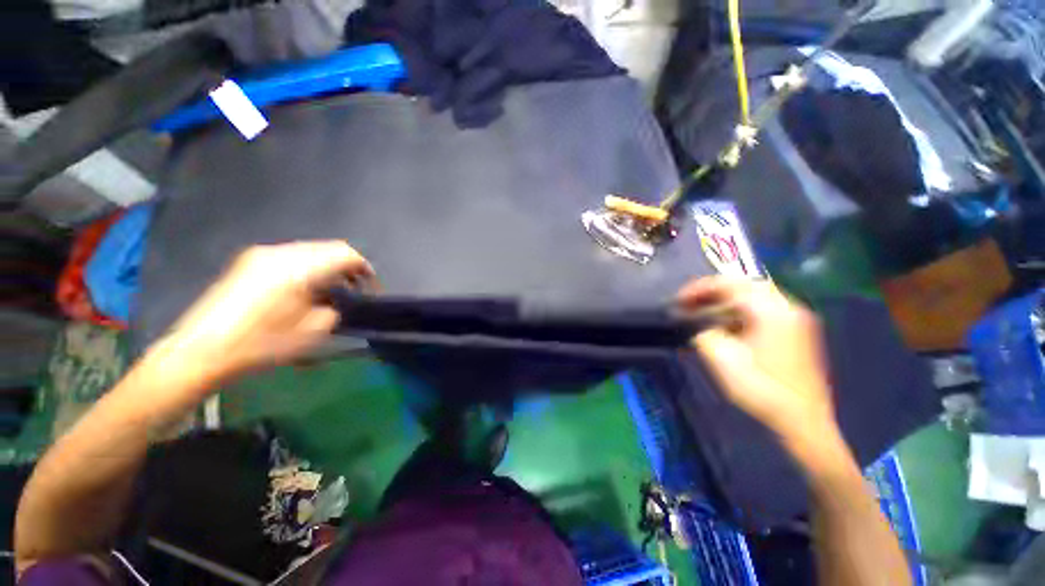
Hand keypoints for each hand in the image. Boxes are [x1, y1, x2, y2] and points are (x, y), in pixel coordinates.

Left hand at [156, 241, 375, 382]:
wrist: (203, 350)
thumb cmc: (262, 344)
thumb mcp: (313, 332)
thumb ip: (336, 308)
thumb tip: (340, 300)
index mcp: (299, 268)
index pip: (345, 253)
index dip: (364, 267)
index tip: (371, 287)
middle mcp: (281, 253)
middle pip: (328, 248)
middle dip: (347, 267)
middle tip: (354, 289)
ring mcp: (261, 255)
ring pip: (309, 251)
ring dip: (327, 267)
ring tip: (331, 291)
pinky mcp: (249, 262)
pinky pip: (290, 256)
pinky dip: (308, 267)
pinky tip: (305, 289)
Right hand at [677, 277, 836, 443]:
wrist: (802, 422)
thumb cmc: (761, 389)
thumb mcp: (722, 359)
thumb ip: (704, 332)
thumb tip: (700, 324)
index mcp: (771, 311)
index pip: (729, 284)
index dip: (698, 288)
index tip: (678, 300)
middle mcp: (787, 307)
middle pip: (744, 284)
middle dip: (713, 291)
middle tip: (690, 303)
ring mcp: (796, 319)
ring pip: (754, 296)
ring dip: (726, 300)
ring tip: (703, 312)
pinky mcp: (797, 331)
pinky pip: (763, 309)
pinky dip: (740, 311)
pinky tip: (726, 325)